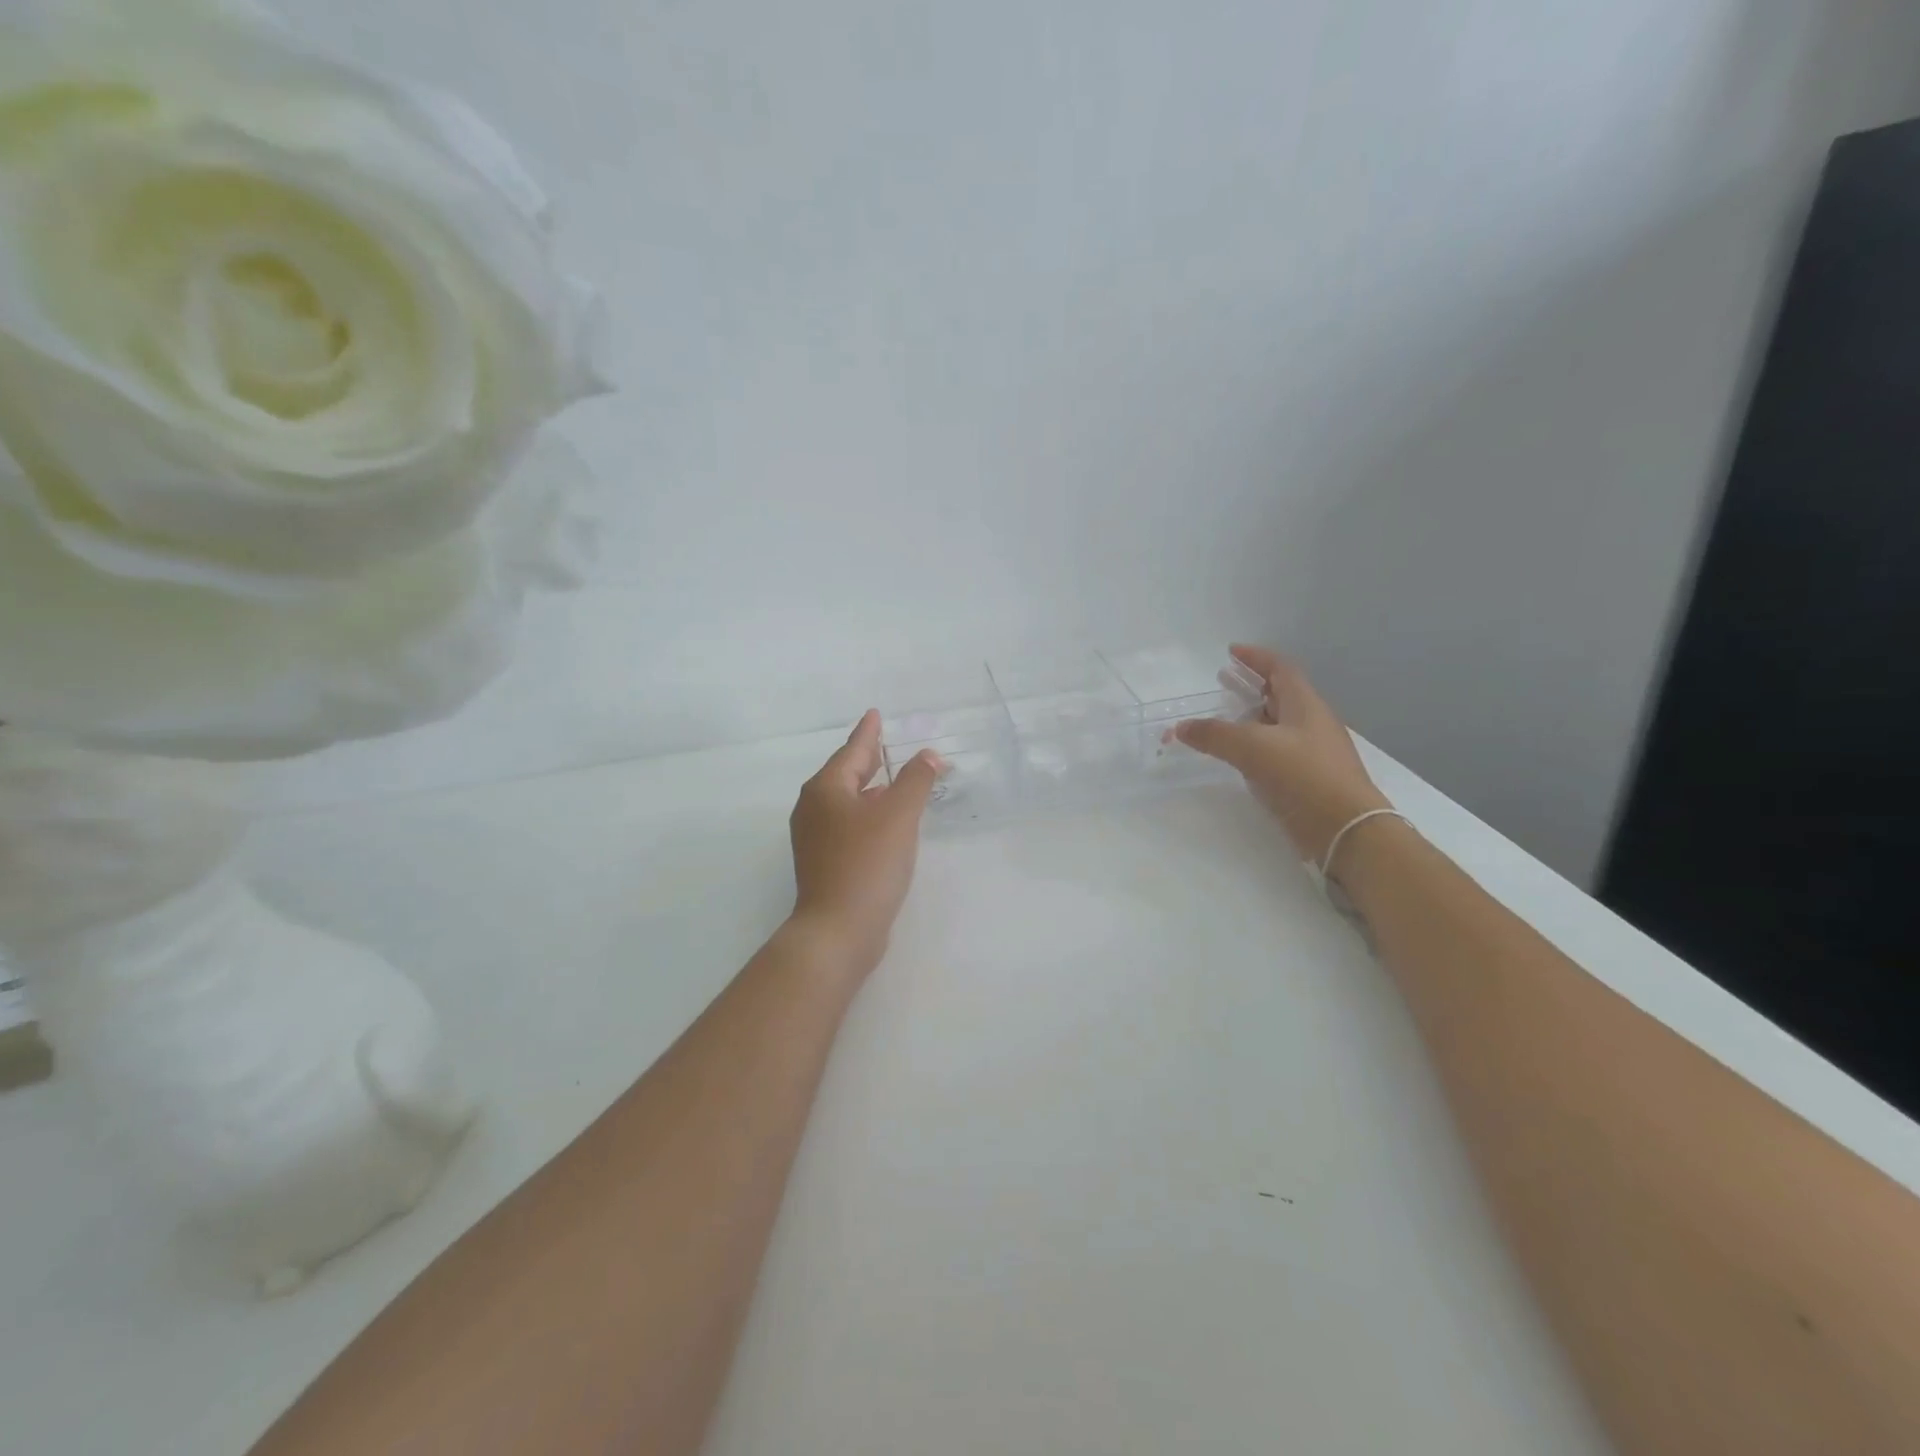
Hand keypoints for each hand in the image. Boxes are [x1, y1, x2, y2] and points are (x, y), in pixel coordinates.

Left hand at [788, 711, 943, 973]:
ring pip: (846, 801)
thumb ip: (915, 780)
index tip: (875, 714)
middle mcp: (814, 809)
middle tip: (886, 743)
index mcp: (826, 790)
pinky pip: (848, 825)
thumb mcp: (898, 816)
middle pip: (845, 774)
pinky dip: (868, 814)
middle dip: (868, 760)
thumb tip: (928, 755)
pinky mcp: (824, 863)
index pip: (852, 751)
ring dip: (870, 789)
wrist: (838, 930)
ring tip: (893, 780)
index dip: (868, 732)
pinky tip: (886, 824)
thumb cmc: (867, 864)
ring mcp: (815, 839)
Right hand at [1174, 644, 1391, 863]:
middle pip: (1280, 695)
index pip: (1280, 669)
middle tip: (1222, 683)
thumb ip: (1214, 735)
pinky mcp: (1309, 779)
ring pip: (1278, 726)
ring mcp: (1313, 752)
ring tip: (1224, 720)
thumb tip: (1181, 727)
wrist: (1346, 830)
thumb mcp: (1253, 749)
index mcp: (1305, 705)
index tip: (1231, 652)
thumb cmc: (1303, 777)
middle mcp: (1312, 723)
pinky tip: (1240, 758)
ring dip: (1251, 719)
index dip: (1256, 657)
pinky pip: (1278, 753)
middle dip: (1250, 687)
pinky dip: (1256, 747)